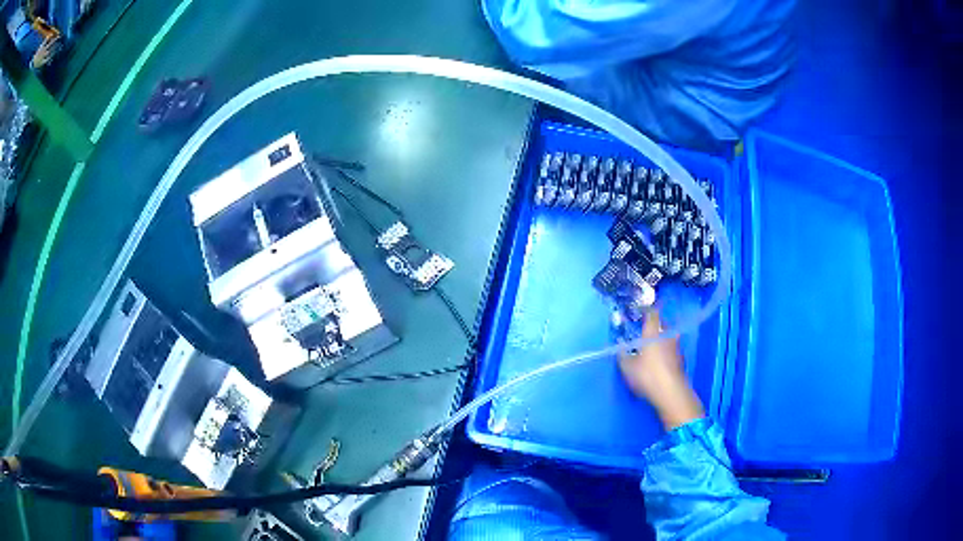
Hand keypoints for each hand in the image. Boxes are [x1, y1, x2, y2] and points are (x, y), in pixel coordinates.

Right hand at [618, 310, 703, 429]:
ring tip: (650, 346)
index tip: (638, 311)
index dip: (645, 310)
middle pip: (662, 324)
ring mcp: (676, 348)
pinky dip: (665, 351)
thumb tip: (620, 346)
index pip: (652, 313)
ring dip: (660, 338)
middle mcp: (667, 336)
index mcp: (654, 332)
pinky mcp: (681, 360)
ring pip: (668, 337)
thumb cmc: (647, 375)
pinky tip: (658, 360)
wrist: (671, 393)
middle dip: (654, 325)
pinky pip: (671, 349)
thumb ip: (622, 354)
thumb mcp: (627, 366)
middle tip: (644, 329)